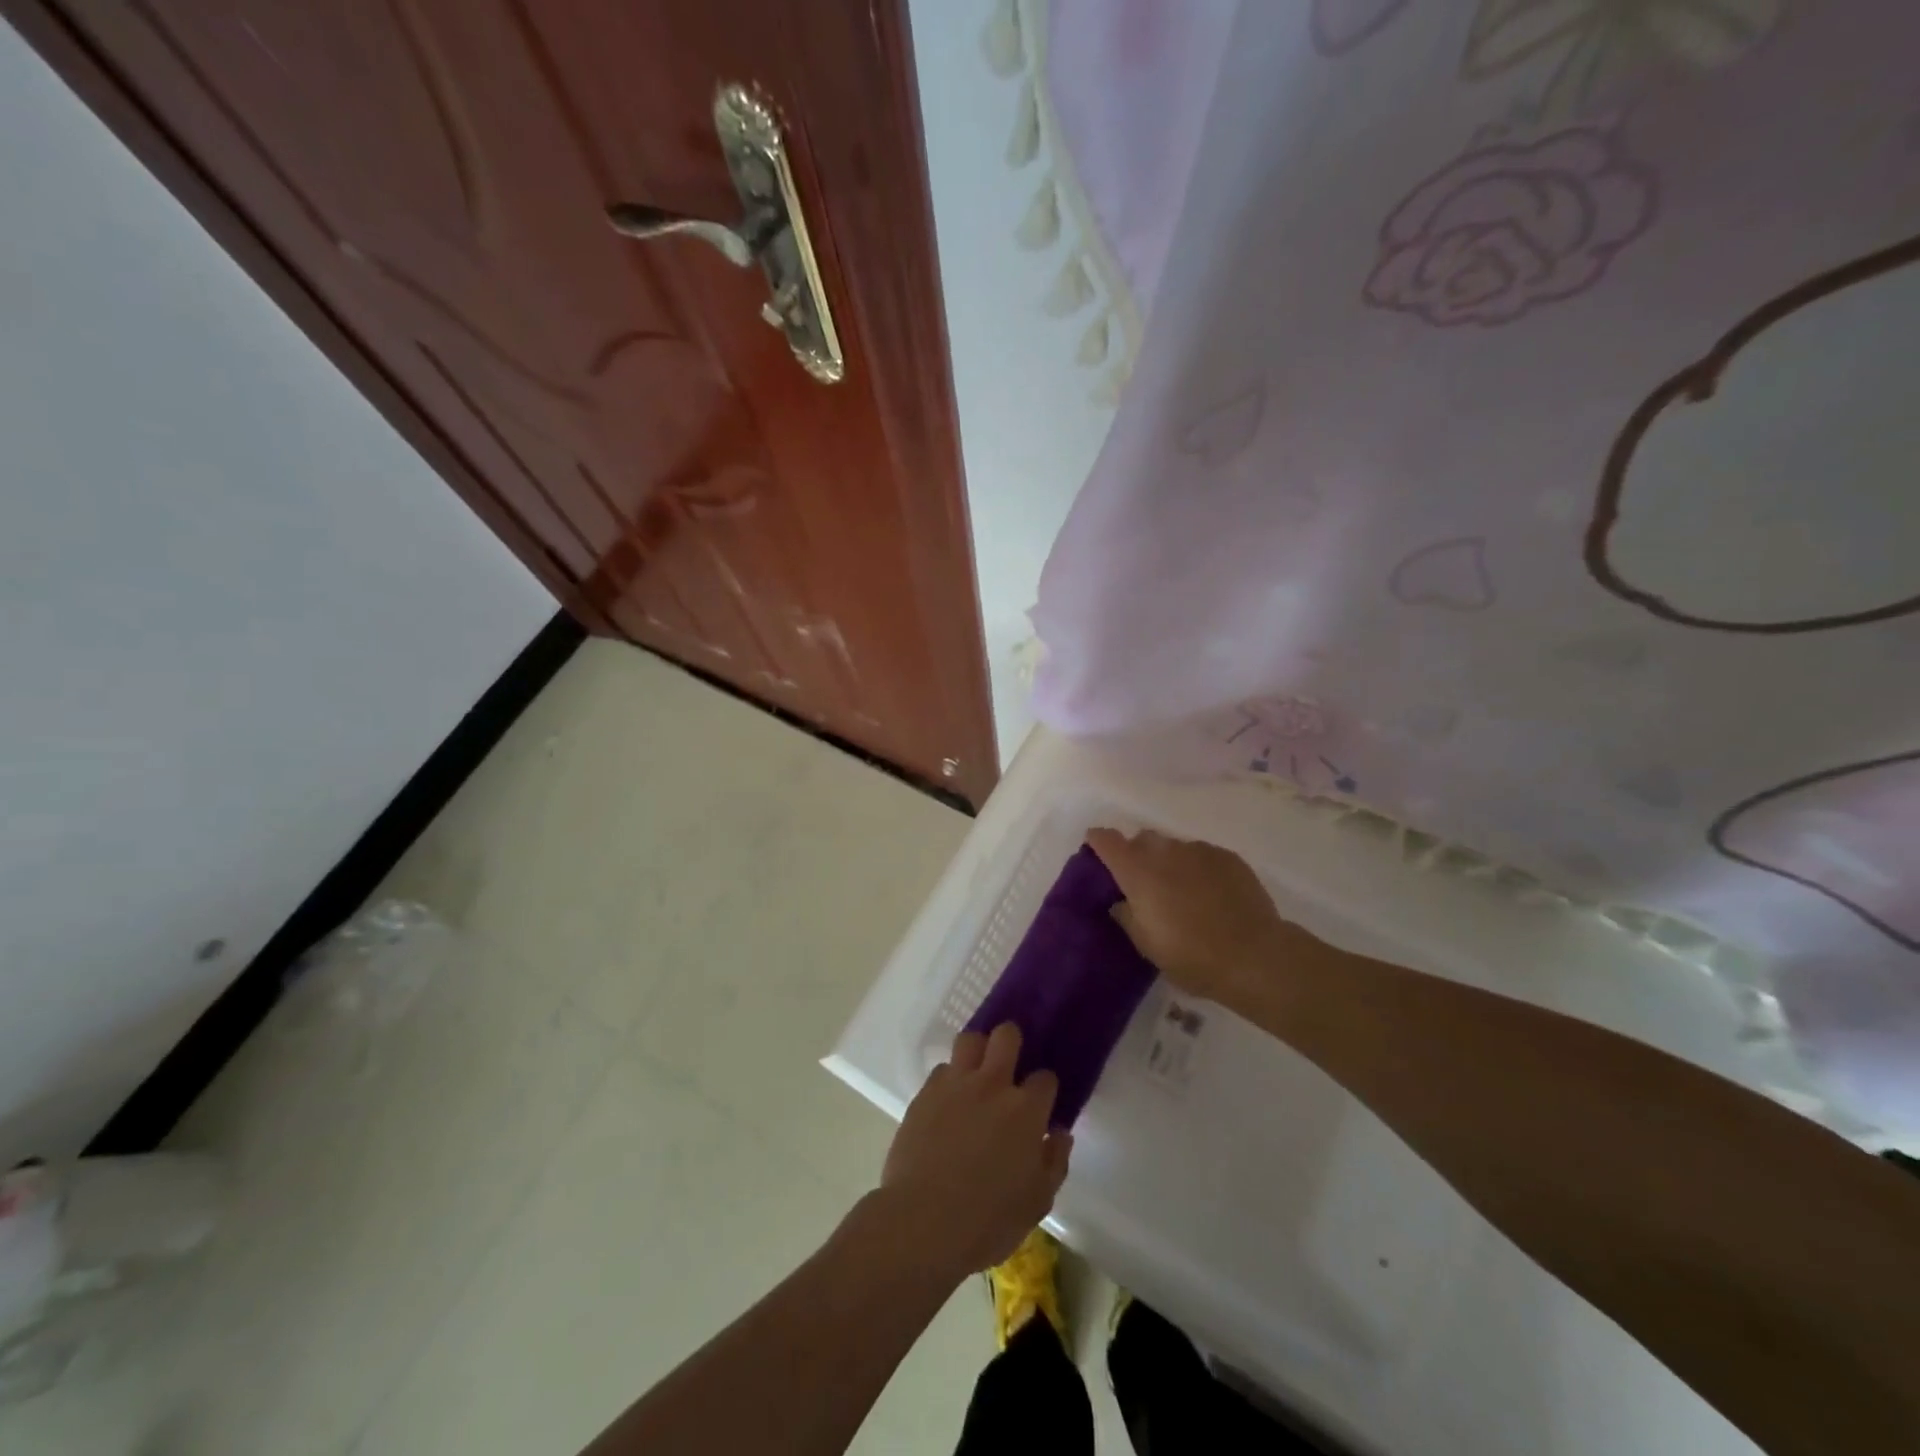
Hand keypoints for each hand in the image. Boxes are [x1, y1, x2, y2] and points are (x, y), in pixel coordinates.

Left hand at [880, 1024, 1070, 1278]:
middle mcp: (992, 1085)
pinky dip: (949, 1079)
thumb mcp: (1037, 1202)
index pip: (1045, 1078)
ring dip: (977, 1051)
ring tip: (977, 1072)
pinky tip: (948, 1100)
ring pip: (970, 1040)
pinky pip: (942, 1069)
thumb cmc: (988, 1220)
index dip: (1044, 1089)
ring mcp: (955, 1084)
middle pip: (1006, 1036)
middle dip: (1012, 1042)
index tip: (1040, 1103)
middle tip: (1009, 1064)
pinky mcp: (925, 1092)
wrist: (922, 1221)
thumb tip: (1059, 1133)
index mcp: (1025, 1110)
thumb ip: (1054, 1161)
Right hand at [1087, 828, 1293, 1002]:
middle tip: (1144, 883)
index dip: (1098, 842)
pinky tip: (1211, 893)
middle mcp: (1165, 851)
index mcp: (1137, 871)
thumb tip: (1121, 902)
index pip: (1106, 840)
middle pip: (1142, 839)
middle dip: (1138, 854)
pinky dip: (1199, 868)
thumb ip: (1127, 916)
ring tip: (1182, 891)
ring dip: (1171, 862)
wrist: (1254, 956)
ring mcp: (1199, 850)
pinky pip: (1203, 855)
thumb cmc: (1191, 956)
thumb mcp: (1147, 945)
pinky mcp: (1228, 857)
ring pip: (1175, 847)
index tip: (1096, 852)